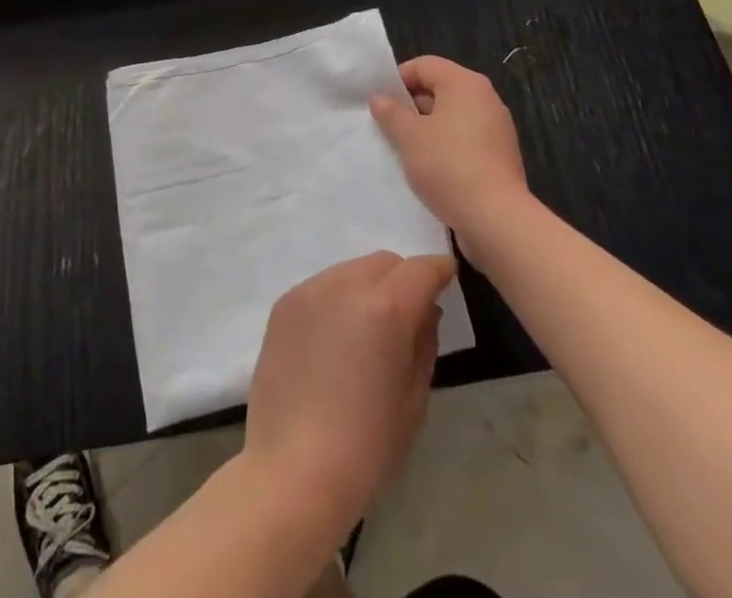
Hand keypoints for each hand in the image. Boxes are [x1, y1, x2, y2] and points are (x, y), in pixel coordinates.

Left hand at [244, 251, 454, 527]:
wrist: (293, 470)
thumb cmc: (366, 446)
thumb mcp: (414, 399)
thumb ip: (425, 342)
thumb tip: (425, 310)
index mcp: (385, 308)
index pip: (421, 269)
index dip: (439, 271)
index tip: (448, 279)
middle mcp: (345, 285)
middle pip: (384, 262)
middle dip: (403, 279)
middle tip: (409, 315)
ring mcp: (309, 291)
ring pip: (351, 269)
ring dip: (369, 286)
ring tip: (367, 330)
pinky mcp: (284, 303)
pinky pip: (322, 286)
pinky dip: (338, 299)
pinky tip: (336, 339)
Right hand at [370, 55, 529, 239]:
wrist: (496, 219)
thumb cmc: (448, 166)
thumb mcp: (409, 137)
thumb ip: (391, 113)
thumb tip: (379, 98)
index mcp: (465, 83)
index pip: (425, 65)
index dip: (399, 79)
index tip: (381, 103)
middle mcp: (486, 98)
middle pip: (441, 88)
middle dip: (413, 105)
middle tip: (390, 127)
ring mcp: (498, 127)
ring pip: (454, 115)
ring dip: (429, 127)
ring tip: (407, 149)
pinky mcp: (502, 154)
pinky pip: (467, 137)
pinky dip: (448, 145)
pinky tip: (432, 167)